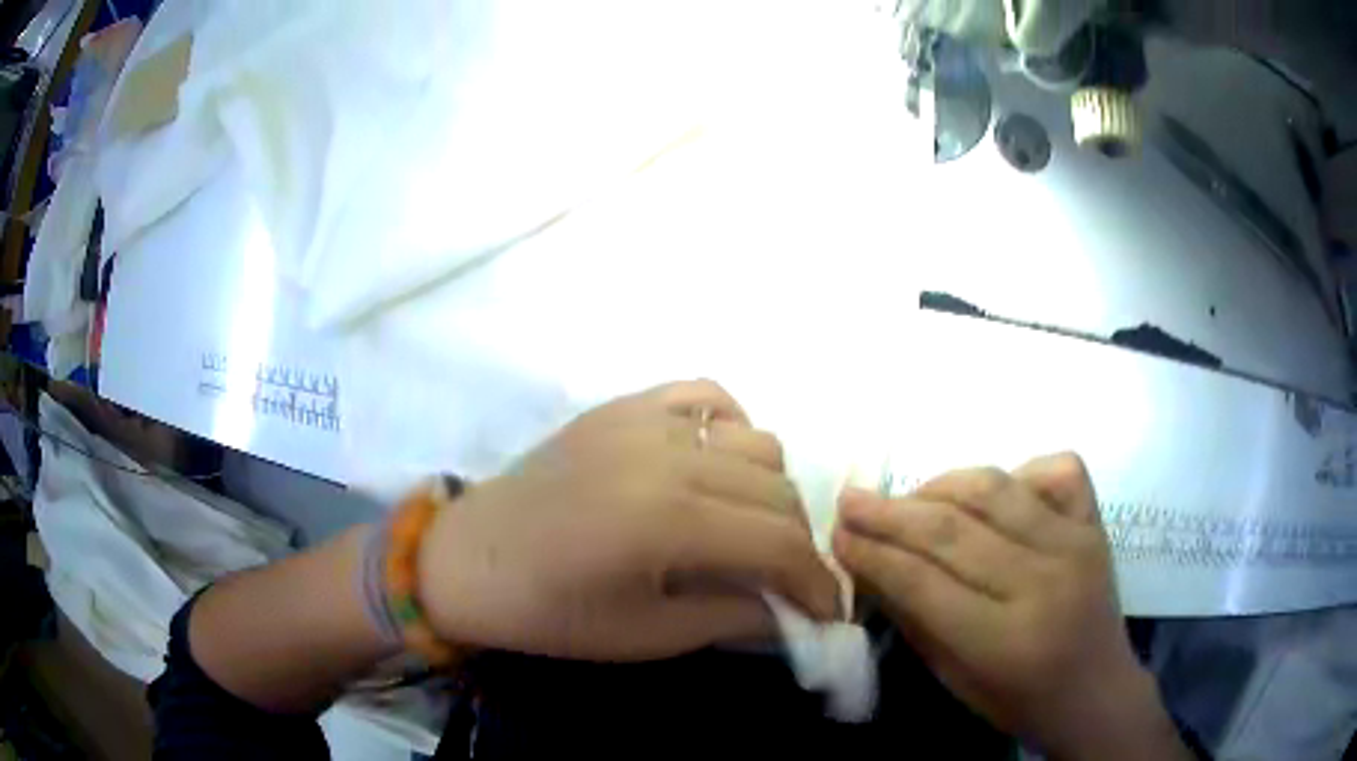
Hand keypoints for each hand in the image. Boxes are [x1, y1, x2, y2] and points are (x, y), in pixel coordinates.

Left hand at [418, 380, 839, 660]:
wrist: (466, 560)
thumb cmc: (547, 612)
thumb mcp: (645, 635)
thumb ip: (732, 617)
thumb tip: (794, 614)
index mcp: (666, 519)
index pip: (779, 543)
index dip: (817, 582)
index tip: (830, 613)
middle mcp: (665, 454)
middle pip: (777, 490)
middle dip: (799, 544)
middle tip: (790, 583)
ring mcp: (642, 419)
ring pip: (755, 441)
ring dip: (772, 491)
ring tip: (753, 530)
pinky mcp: (622, 406)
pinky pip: (706, 396)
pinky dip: (731, 429)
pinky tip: (718, 466)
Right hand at [833, 454, 1186, 758]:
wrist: (1097, 691)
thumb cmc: (1020, 700)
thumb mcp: (956, 680)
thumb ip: (915, 620)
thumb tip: (871, 565)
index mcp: (1004, 641)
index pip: (922, 582)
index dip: (872, 554)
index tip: (836, 534)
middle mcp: (1043, 583)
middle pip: (952, 531)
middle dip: (890, 513)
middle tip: (850, 501)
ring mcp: (1074, 544)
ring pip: (996, 490)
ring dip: (939, 485)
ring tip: (909, 497)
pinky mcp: (1095, 523)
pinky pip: (1055, 470)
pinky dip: (1017, 471)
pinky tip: (995, 495)